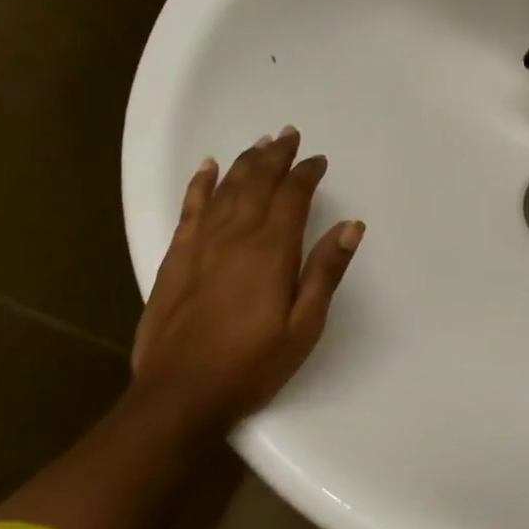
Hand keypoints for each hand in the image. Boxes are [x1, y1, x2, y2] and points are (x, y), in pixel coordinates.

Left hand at [131, 128, 363, 430]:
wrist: (180, 393)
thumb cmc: (251, 365)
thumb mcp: (303, 327)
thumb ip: (325, 272)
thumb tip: (351, 226)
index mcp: (271, 251)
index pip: (292, 197)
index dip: (306, 174)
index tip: (319, 160)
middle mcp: (235, 236)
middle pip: (257, 182)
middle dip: (276, 156)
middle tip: (289, 135)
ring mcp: (201, 243)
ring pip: (226, 188)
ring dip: (245, 162)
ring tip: (260, 143)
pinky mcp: (176, 257)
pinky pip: (190, 207)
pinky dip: (200, 183)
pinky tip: (207, 166)